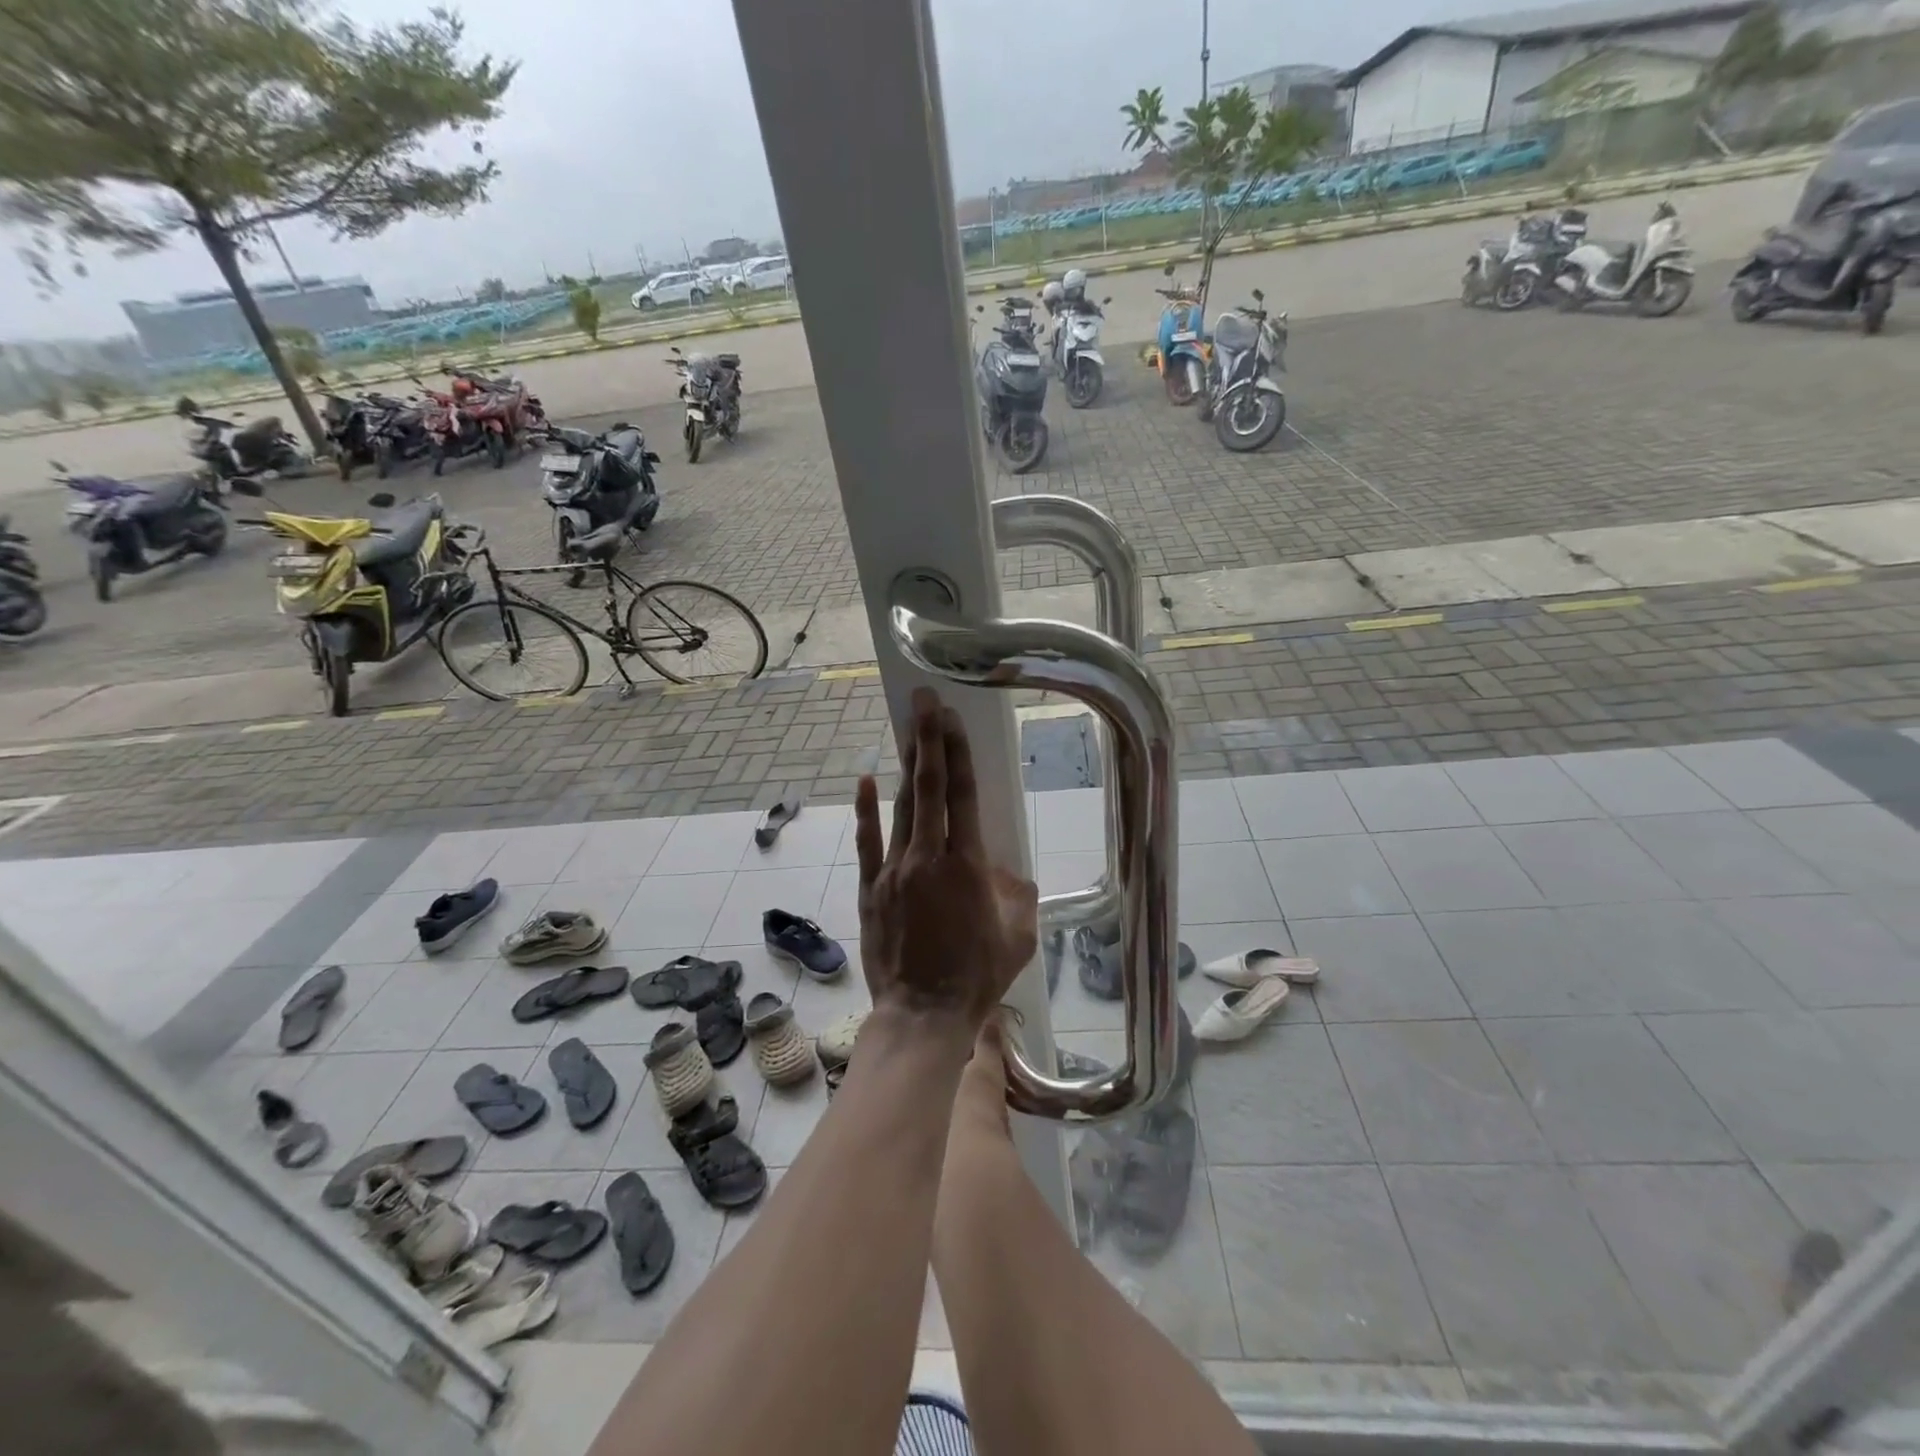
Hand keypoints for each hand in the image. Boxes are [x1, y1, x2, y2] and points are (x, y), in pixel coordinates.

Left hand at [853, 687, 1037, 1032]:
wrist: (922, 1014)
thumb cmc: (977, 977)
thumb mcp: (1018, 936)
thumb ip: (1018, 894)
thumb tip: (1007, 871)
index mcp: (967, 865)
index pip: (962, 795)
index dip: (957, 753)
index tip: (952, 719)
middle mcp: (927, 857)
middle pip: (927, 788)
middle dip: (928, 740)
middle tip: (925, 701)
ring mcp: (894, 871)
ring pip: (900, 808)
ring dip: (905, 767)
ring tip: (908, 731)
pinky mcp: (872, 889)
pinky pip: (869, 842)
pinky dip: (866, 810)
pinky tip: (865, 780)